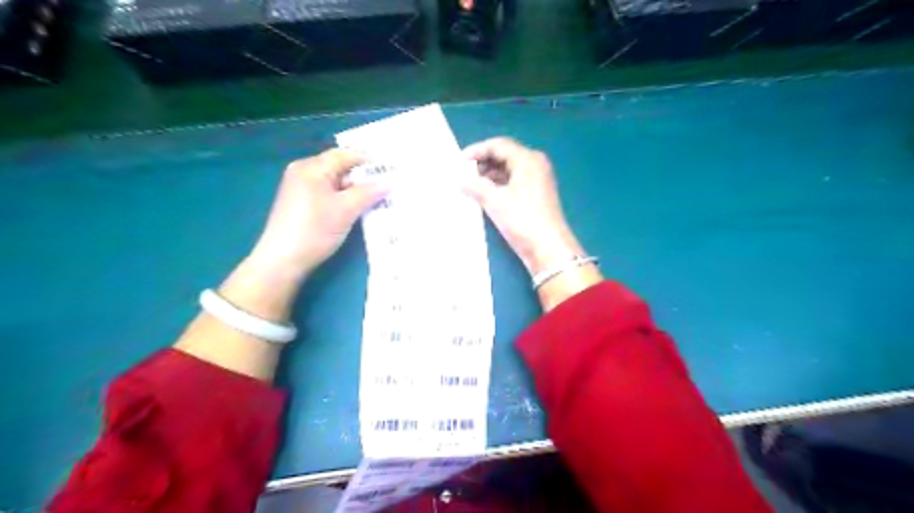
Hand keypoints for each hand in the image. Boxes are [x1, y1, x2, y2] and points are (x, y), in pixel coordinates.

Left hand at [248, 148, 388, 283]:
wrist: (283, 261)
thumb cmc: (314, 230)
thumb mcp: (345, 210)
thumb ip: (368, 193)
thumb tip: (388, 184)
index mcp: (311, 168)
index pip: (345, 155)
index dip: (369, 159)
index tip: (392, 165)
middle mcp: (305, 173)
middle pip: (341, 169)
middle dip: (366, 177)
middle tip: (391, 183)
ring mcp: (303, 190)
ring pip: (337, 184)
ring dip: (358, 191)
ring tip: (382, 197)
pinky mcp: (304, 206)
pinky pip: (331, 196)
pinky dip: (347, 200)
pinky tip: (363, 208)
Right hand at [465, 139, 584, 275]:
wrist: (548, 249)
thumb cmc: (523, 221)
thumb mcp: (495, 201)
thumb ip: (475, 186)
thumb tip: (459, 179)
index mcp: (528, 160)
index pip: (499, 145)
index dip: (477, 150)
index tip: (458, 162)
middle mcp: (535, 165)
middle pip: (504, 155)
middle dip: (483, 162)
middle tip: (463, 173)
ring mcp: (537, 180)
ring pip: (508, 169)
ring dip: (489, 174)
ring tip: (470, 185)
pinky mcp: (535, 195)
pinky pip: (513, 181)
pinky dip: (498, 184)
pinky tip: (484, 194)